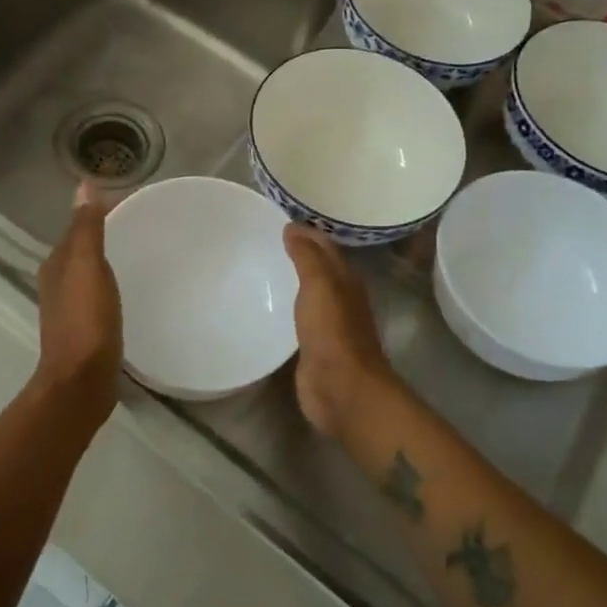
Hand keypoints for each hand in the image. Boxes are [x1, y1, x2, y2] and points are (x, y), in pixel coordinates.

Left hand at [34, 185, 122, 415]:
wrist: (81, 382)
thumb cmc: (87, 321)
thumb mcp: (88, 267)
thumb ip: (86, 228)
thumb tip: (84, 185)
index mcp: (56, 265)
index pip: (76, 228)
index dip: (98, 213)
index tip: (132, 204)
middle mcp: (57, 284)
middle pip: (81, 251)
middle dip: (104, 237)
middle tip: (141, 228)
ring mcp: (69, 310)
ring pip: (88, 274)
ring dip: (106, 263)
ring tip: (138, 256)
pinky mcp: (84, 331)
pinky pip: (97, 297)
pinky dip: (110, 287)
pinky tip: (128, 292)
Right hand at [283, 224, 394, 439]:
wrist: (342, 388)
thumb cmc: (333, 332)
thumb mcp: (321, 285)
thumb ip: (307, 256)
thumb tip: (293, 228)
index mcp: (346, 279)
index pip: (325, 245)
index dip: (305, 231)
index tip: (277, 219)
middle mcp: (340, 298)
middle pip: (318, 268)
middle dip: (297, 253)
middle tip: (262, 240)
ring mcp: (327, 324)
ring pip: (308, 293)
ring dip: (290, 280)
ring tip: (259, 268)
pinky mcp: (313, 347)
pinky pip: (297, 319)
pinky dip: (284, 307)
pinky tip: (265, 305)